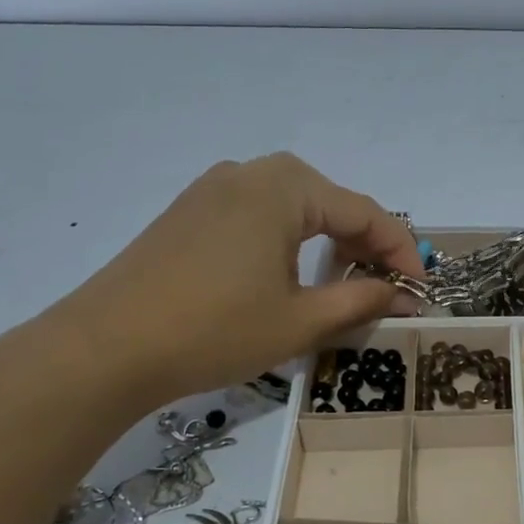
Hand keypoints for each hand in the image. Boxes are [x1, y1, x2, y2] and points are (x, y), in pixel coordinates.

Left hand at [51, 154, 422, 405]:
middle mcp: (251, 173)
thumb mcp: (300, 321)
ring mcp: (213, 189)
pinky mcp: (189, 212)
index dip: (401, 252)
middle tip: (382, 289)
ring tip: (339, 287)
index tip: (420, 291)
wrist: (103, 349)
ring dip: (326, 243)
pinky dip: (288, 242)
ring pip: (294, 208)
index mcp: (285, 188)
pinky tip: (287, 278)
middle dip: (364, 246)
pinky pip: (259, 215)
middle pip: (330, 203)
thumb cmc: (214, 330)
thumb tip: (404, 297)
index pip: (365, 212)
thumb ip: (361, 301)